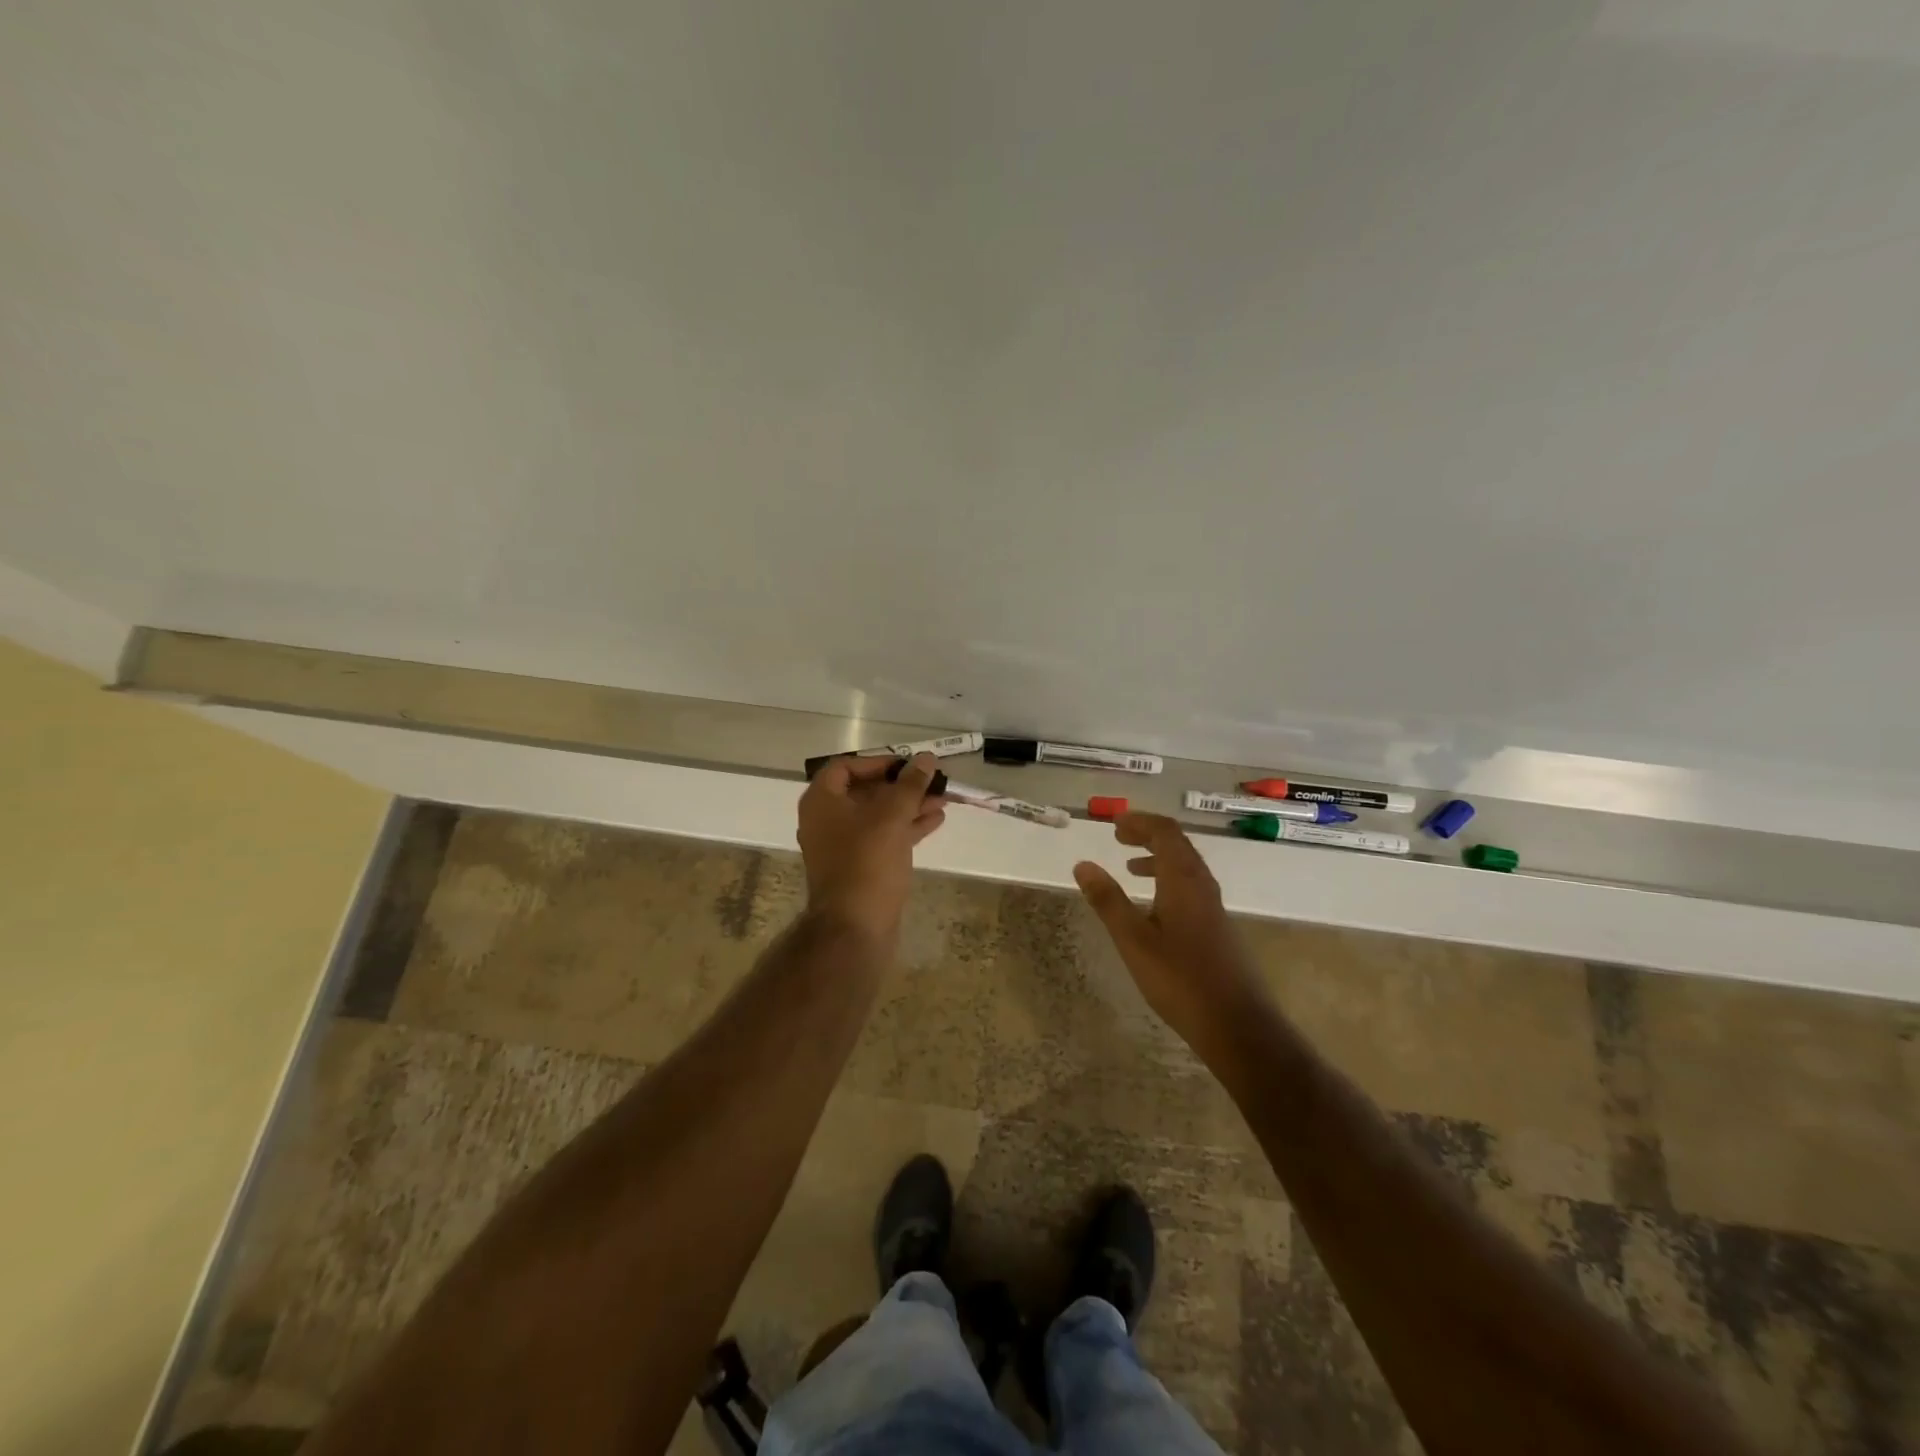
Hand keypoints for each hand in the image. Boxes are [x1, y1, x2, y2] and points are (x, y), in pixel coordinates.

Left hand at [797, 753, 946, 940]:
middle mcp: (826, 820)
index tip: (907, 765)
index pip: (846, 767)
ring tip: (943, 800)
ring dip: (908, 806)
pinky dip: (906, 827)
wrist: (854, 927)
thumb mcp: (891, 816)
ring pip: (877, 816)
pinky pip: (882, 838)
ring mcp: (842, 846)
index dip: (878, 762)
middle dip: (901, 786)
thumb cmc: (867, 862)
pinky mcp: (859, 867)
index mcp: (821, 802)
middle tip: (932, 782)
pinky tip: (935, 821)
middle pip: (864, 791)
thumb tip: (926, 758)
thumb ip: (910, 785)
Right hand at [1073, 811, 1270, 1051]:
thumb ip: (1108, 900)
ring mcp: (1214, 907)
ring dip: (1158, 859)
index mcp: (1183, 880)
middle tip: (1119, 838)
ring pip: (1186, 867)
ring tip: (1131, 869)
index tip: (1114, 824)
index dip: (1140, 822)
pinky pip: (1191, 887)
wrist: (1236, 1024)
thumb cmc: (1179, 979)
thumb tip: (1082, 864)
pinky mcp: (1218, 928)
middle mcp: (1203, 885)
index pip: (1165, 832)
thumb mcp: (1133, 939)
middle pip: (1178, 845)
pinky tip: (1154, 908)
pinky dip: (1168, 881)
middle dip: (1148, 836)